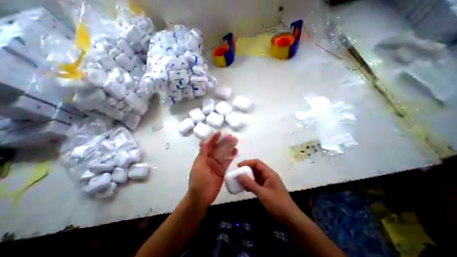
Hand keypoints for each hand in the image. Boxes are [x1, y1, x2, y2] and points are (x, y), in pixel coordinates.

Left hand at [188, 132, 238, 207]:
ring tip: (235, 141)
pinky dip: (231, 156)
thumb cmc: (198, 181)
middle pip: (218, 148)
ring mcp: (217, 165)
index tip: (220, 132)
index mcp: (203, 157)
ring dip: (229, 148)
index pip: (209, 145)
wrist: (202, 197)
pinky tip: (235, 151)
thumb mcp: (199, 166)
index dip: (214, 139)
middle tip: (231, 136)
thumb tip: (202, 141)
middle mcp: (210, 159)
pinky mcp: (222, 170)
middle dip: (224, 142)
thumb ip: (203, 154)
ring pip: (224, 154)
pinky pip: (227, 162)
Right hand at [237, 159, 302, 221]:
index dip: (247, 162)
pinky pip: (257, 182)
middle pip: (256, 168)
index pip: (257, 163)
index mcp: (269, 173)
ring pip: (256, 175)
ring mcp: (267, 182)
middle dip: (246, 170)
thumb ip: (250, 184)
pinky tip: (245, 188)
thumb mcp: (262, 193)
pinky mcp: (266, 188)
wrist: (289, 217)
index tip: (238, 166)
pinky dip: (250, 183)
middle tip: (237, 174)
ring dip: (248, 177)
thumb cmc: (277, 204)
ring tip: (239, 180)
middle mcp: (268, 175)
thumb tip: (239, 175)